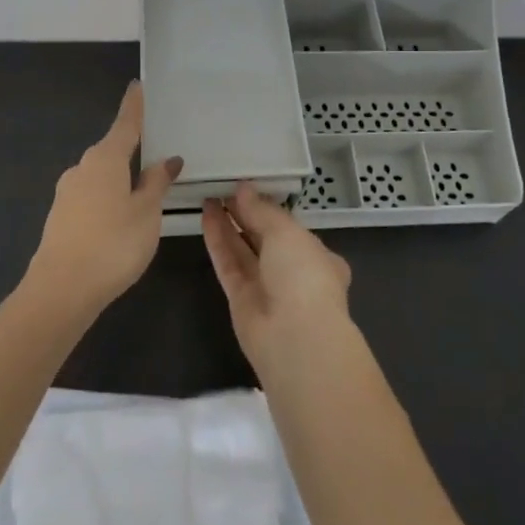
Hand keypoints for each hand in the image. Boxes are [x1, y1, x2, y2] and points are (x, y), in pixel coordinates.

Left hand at [25, 81, 181, 321]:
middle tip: (156, 154)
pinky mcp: (60, 217)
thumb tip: (168, 160)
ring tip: (143, 194)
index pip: (125, 124)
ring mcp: (67, 193)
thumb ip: (157, 183)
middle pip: (111, 150)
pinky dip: (108, 199)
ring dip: (120, 179)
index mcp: (105, 159)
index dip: (134, 106)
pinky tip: (119, 221)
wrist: (61, 290)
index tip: (137, 86)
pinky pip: (91, 197)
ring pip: (100, 176)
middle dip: (131, 150)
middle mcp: (82, 168)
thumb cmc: (113, 244)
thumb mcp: (147, 213)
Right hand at [202, 182, 352, 375]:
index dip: (270, 208)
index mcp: (317, 256)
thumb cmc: (303, 276)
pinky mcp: (240, 299)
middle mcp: (292, 272)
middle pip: (264, 237)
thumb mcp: (287, 232)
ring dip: (228, 223)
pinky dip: (218, 240)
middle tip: (223, 186)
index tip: (249, 188)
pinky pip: (228, 263)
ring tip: (210, 195)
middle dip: (246, 213)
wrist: (294, 338)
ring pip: (243, 249)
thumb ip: (262, 210)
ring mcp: (266, 287)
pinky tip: (206, 215)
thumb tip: (243, 188)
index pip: (291, 228)